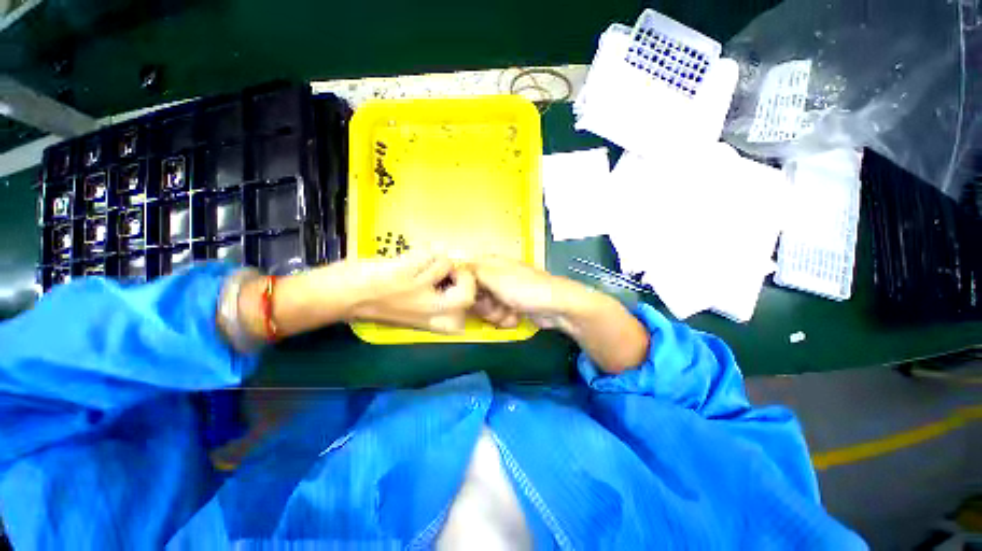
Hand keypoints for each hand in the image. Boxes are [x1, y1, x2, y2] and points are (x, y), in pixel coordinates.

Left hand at [346, 252, 476, 333]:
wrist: (335, 298)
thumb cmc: (368, 307)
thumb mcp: (406, 313)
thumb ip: (429, 304)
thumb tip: (448, 280)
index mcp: (426, 321)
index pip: (461, 320)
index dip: (466, 298)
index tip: (455, 284)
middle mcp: (426, 310)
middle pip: (465, 297)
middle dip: (465, 279)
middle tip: (452, 270)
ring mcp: (416, 290)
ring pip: (446, 265)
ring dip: (437, 256)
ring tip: (423, 257)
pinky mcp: (403, 272)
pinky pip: (428, 254)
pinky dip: (424, 249)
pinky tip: (412, 253)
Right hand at [469, 256, 648, 372]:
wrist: (557, 306)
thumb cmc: (524, 288)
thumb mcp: (494, 276)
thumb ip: (471, 272)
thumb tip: (455, 269)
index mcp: (490, 263)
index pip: (465, 274)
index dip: (464, 287)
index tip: (469, 297)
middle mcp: (495, 276)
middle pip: (474, 294)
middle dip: (483, 305)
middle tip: (494, 306)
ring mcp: (505, 292)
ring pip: (485, 308)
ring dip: (496, 314)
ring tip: (509, 312)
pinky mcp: (513, 305)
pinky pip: (498, 315)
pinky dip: (506, 319)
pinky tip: (516, 317)